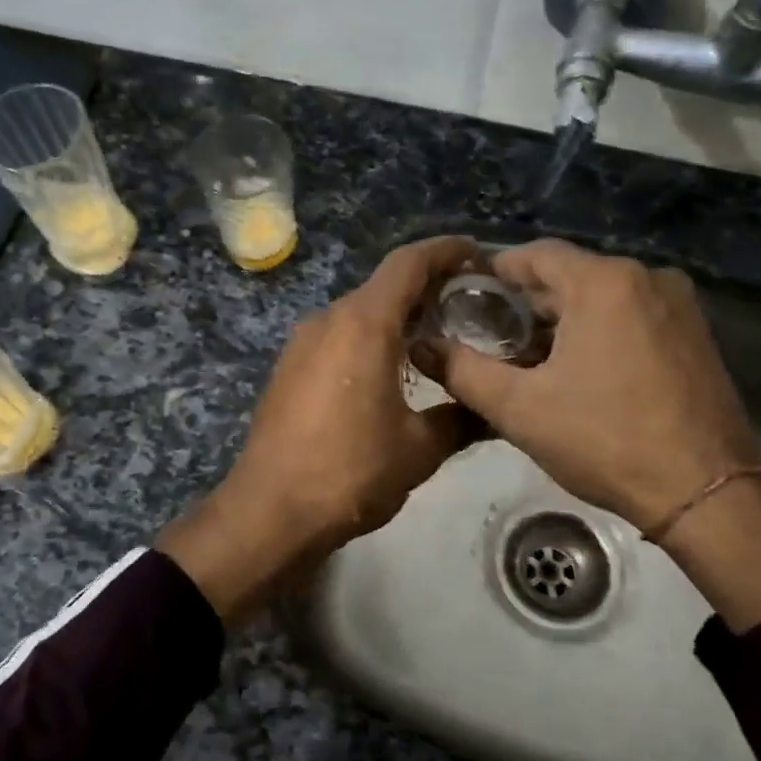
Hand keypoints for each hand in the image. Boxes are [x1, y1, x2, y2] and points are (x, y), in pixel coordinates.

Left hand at [159, 235, 482, 623]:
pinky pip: (337, 337)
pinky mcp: (288, 367)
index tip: (478, 255)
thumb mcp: (419, 449)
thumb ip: (461, 419)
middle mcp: (328, 320)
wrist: (270, 509)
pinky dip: (368, 339)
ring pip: (358, 313)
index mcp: (363, 324)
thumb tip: (490, 411)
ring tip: (435, 341)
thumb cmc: (350, 471)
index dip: (446, 251)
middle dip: (427, 290)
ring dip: (396, 318)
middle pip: (383, 287)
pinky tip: (389, 371)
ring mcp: (301, 342)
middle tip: (469, 308)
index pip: (408, 263)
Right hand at [428, 240, 760, 631]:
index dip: (493, 273)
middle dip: (526, 305)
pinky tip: (577, 372)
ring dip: (561, 322)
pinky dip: (597, 333)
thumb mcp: (519, 408)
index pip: (534, 255)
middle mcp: (646, 278)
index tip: (464, 299)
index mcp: (604, 283)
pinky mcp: (696, 335)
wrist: (709, 496)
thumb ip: (461, 370)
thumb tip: (421, 347)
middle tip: (488, 339)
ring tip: (527, 362)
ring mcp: (678, 306)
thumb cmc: (606, 441)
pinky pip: (630, 316)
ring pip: (600, 298)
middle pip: (568, 276)